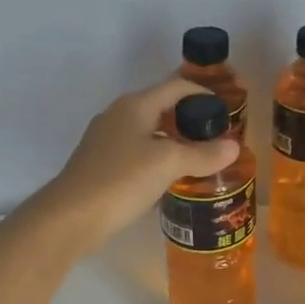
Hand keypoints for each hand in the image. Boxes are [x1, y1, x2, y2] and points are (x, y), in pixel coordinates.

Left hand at [42, 76, 240, 249]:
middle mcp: (118, 115)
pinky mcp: (99, 165)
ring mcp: (105, 141)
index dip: (204, 94)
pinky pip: (136, 154)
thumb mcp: (168, 164)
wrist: (70, 217)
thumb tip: (233, 147)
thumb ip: (202, 155)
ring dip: (174, 142)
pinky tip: (169, 180)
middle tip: (217, 138)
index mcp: (134, 105)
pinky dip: (157, 160)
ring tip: (199, 159)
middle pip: (161, 107)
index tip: (227, 112)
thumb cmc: (121, 181)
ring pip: (148, 132)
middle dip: (190, 120)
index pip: (176, 86)